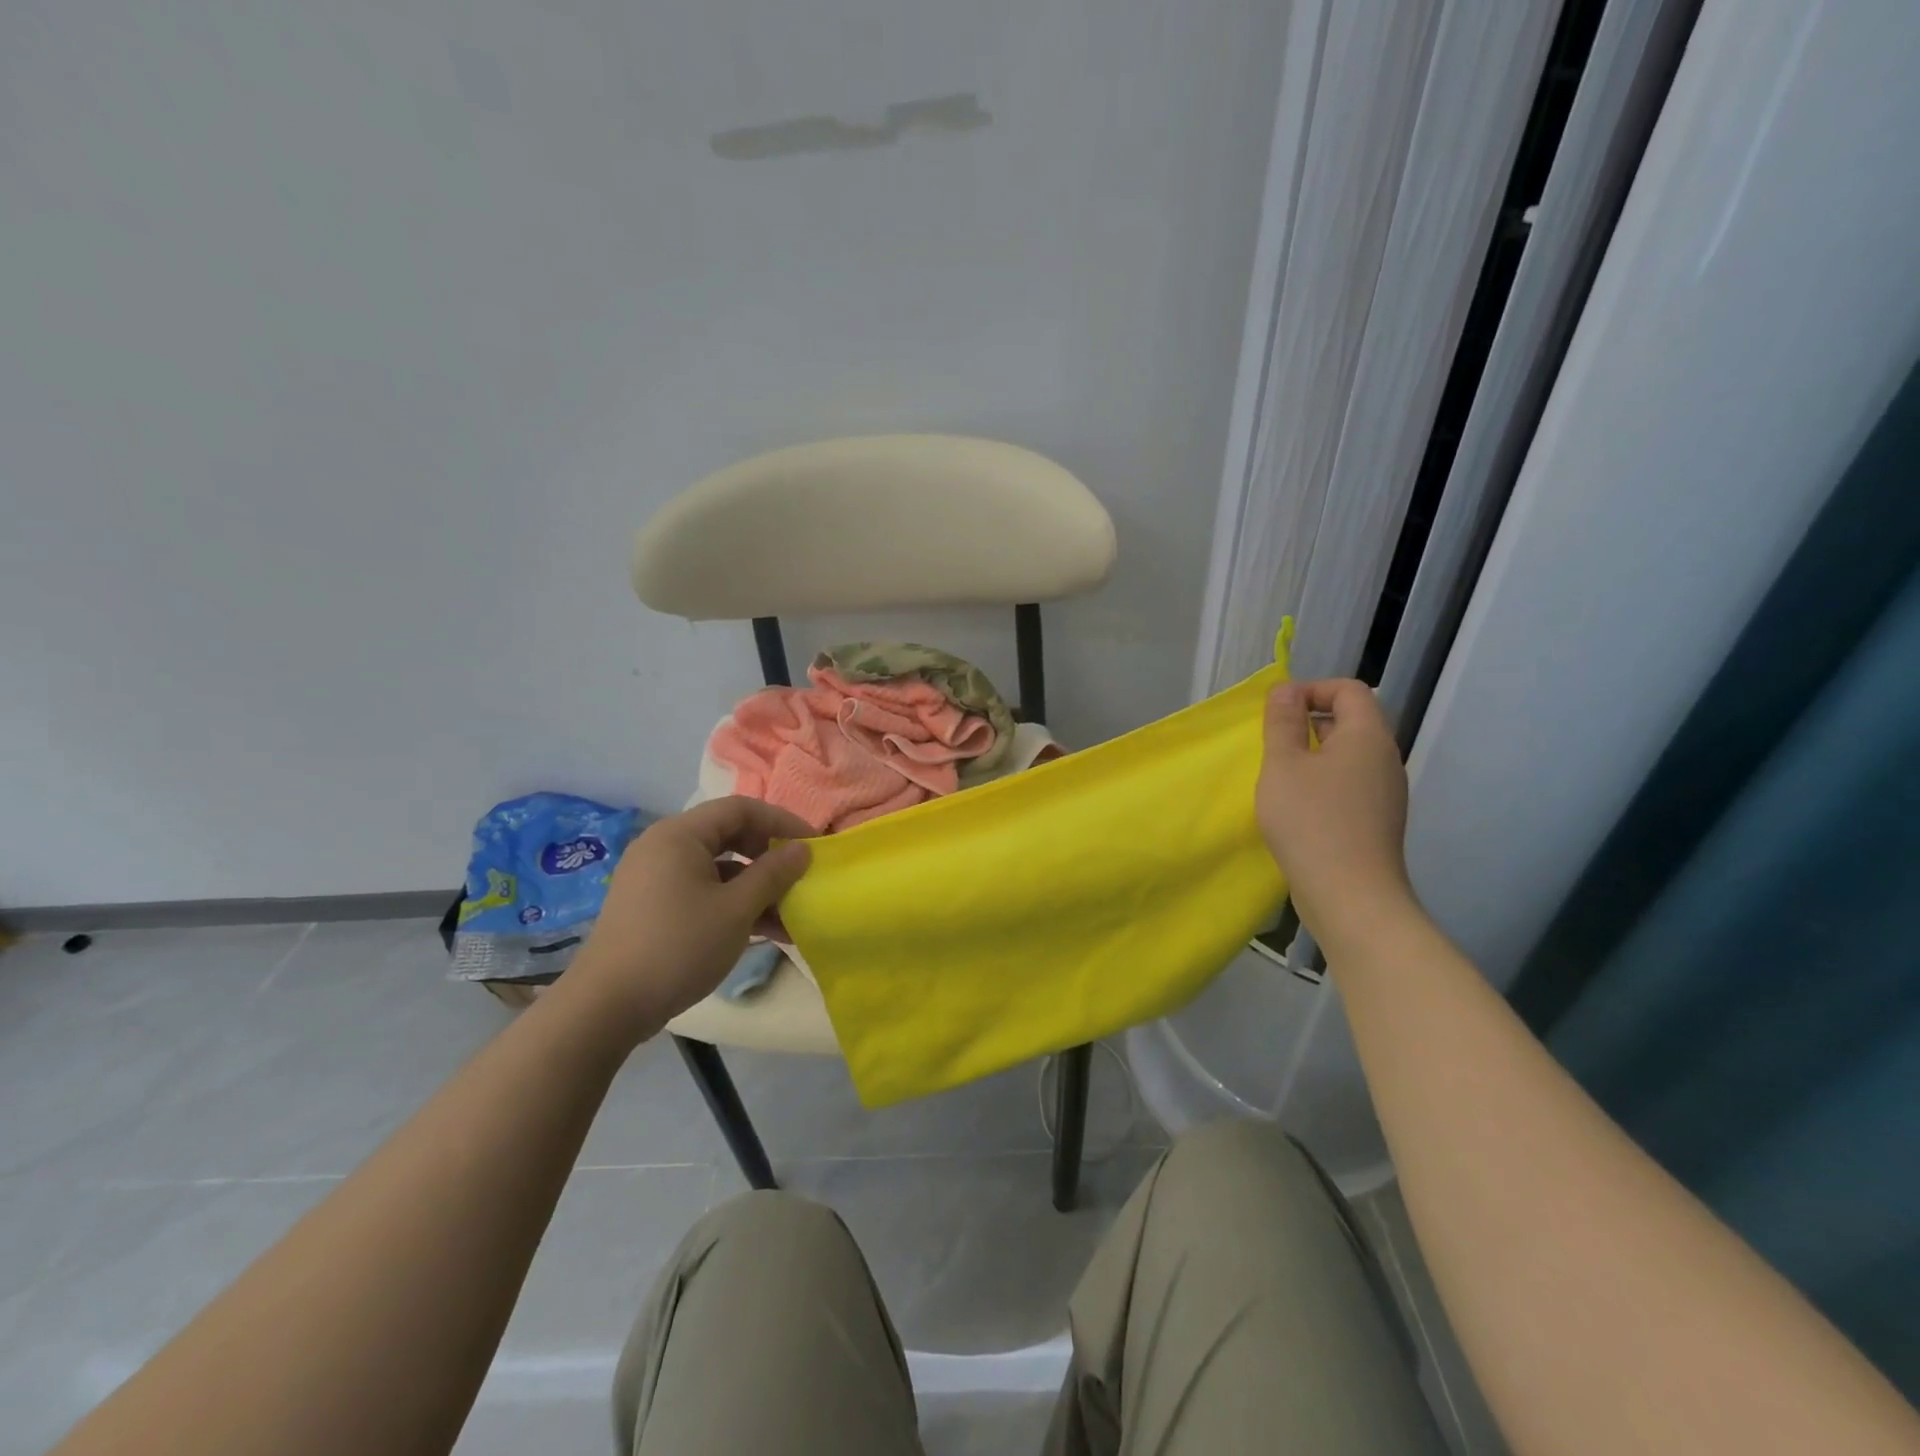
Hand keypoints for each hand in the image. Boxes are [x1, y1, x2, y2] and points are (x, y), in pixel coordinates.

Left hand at [567, 797, 813, 1037]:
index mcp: (680, 834)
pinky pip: (702, 891)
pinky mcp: (653, 907)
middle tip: (801, 877)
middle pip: (729, 836)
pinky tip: (764, 932)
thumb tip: (802, 849)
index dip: (782, 822)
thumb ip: (773, 874)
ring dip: (756, 888)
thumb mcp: (736, 909)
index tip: (814, 846)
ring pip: (719, 869)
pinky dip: (733, 904)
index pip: (741, 809)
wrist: (606, 1007)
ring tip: (791, 916)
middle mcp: (664, 847)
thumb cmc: (678, 946)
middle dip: (770, 857)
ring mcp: (655, 878)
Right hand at [1257, 679, 1415, 948]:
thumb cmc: (1311, 820)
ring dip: (1314, 754)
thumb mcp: (1283, 764)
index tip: (1277, 711)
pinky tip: (1298, 806)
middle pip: (1352, 721)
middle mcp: (1385, 759)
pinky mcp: (1378, 821)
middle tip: (1273, 742)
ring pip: (1350, 756)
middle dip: (1310, 721)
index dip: (1312, 689)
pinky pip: (1351, 784)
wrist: (1350, 895)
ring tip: (1280, 775)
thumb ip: (1283, 722)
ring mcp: (1386, 793)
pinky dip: (1324, 782)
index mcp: (1368, 736)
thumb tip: (1286, 690)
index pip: (1349, 690)